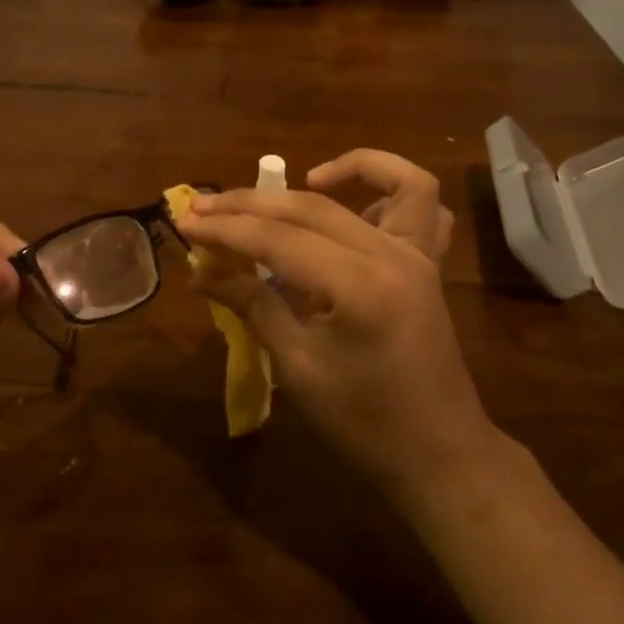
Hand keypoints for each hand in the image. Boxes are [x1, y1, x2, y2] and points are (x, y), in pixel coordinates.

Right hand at [178, 163, 494, 502]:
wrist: (440, 455)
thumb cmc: (365, 424)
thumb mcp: (299, 368)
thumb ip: (255, 306)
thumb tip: (203, 272)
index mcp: (358, 286)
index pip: (278, 239)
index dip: (226, 229)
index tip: (184, 222)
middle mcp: (392, 256)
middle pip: (312, 208)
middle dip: (252, 203)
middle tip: (204, 206)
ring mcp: (419, 256)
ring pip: (394, 184)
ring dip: (352, 167)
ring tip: (305, 178)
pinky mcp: (429, 265)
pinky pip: (425, 210)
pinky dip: (392, 191)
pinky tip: (355, 207)